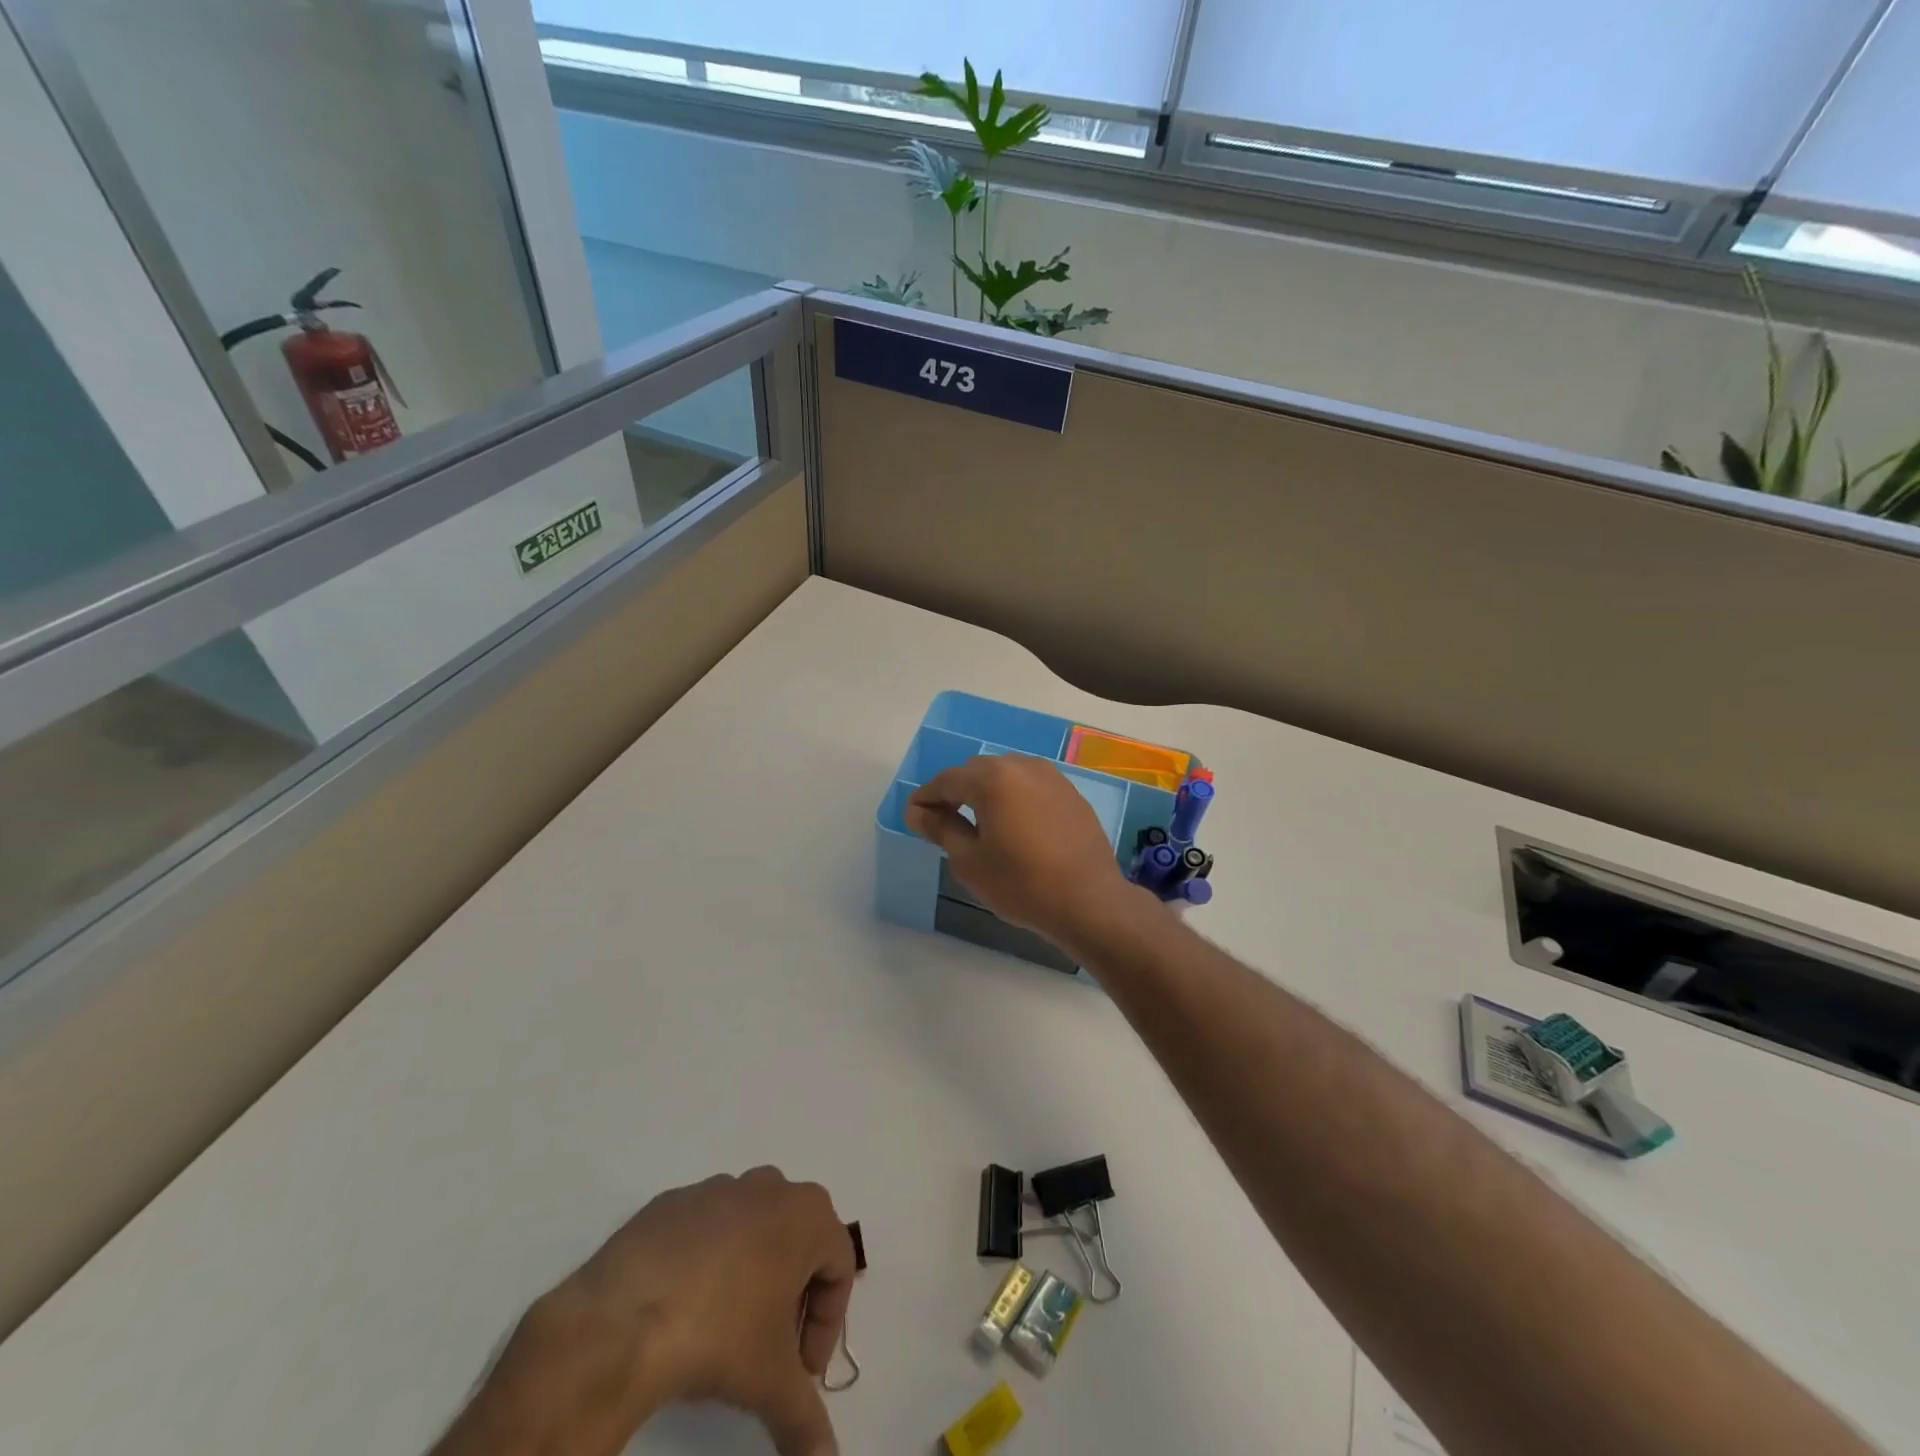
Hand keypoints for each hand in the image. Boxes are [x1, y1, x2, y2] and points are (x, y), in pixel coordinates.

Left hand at [440, 1169, 854, 1455]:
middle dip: (792, 1298)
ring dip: (752, 1277)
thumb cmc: (719, 1334)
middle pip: (799, 1244)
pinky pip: (705, 1231)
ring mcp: (718, 1188)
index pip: (839, 1267)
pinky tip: (683, 1311)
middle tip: (770, 1352)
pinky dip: (707, 1266)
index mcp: (806, 1213)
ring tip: (724, 1333)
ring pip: (752, 1232)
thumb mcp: (772, 1384)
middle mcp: (769, 1186)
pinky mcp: (673, 1202)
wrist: (623, 1319)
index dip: (827, 1325)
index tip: (800, 1372)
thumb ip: (807, 1423)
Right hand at [907, 754, 1137, 947]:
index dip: (925, 797)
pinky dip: (1013, 799)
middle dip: (955, 792)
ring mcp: (1051, 778)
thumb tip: (917, 811)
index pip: (946, 780)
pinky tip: (1013, 827)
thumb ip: (940, 828)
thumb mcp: (969, 861)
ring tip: (977, 824)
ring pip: (1006, 776)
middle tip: (941, 822)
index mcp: (992, 778)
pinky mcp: (1071, 794)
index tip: (913, 816)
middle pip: (976, 772)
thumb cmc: (1021, 883)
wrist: (1089, 901)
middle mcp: (1022, 766)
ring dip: (985, 793)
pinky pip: (1030, 788)